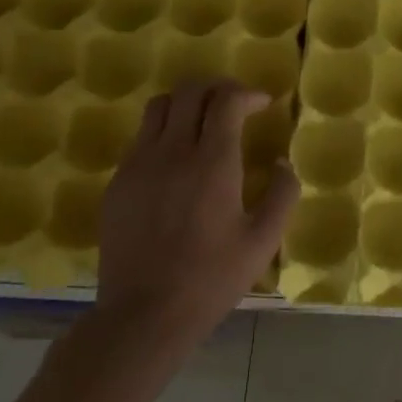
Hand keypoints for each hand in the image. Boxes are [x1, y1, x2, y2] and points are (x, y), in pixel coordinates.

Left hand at [89, 80, 296, 342]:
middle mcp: (172, 152)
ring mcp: (138, 164)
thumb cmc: (212, 279)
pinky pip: (141, 138)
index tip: (263, 104)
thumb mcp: (263, 242)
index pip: (225, 101)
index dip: (247, 93)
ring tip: (204, 122)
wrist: (144, 313)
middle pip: (189, 92)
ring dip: (186, 103)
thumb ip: (282, 195)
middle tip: (235, 104)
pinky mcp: (118, 182)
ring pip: (159, 107)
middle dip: (216, 88)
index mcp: (213, 164)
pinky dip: (164, 131)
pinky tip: (177, 160)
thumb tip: (283, 165)